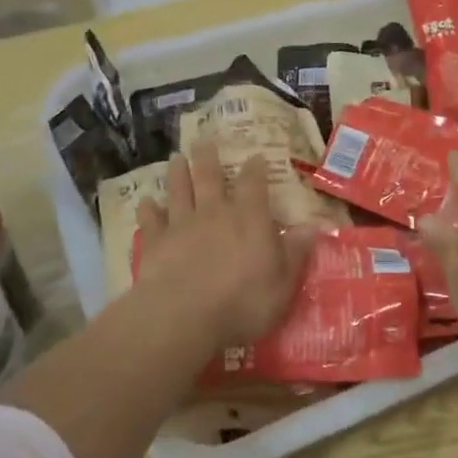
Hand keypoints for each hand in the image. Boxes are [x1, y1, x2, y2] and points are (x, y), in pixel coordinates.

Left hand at [132, 143, 314, 352]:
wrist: (184, 317)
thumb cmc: (243, 302)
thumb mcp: (283, 282)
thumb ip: (295, 252)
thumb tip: (312, 227)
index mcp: (249, 218)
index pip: (254, 184)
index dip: (255, 169)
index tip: (255, 156)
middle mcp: (214, 212)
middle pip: (209, 177)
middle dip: (208, 157)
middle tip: (204, 140)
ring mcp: (181, 225)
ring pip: (179, 191)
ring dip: (178, 174)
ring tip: (176, 158)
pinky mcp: (155, 243)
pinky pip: (151, 220)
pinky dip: (148, 210)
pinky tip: (146, 202)